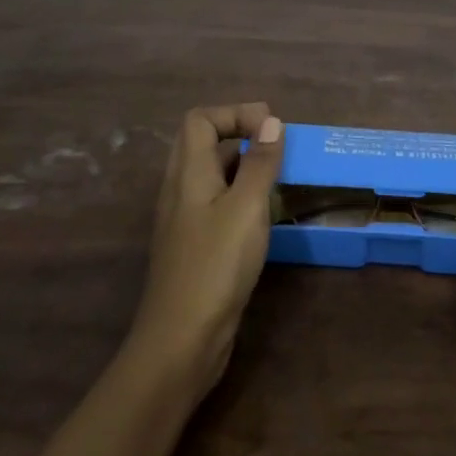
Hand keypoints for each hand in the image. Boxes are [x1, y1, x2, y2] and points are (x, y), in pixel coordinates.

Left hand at [128, 103, 285, 394]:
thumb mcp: (246, 208)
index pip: (200, 119)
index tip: (270, 129)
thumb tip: (271, 122)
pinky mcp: (193, 246)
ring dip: (241, 165)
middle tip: (274, 145)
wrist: (181, 343)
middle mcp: (180, 190)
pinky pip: (214, 202)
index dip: (234, 113)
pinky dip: (238, 194)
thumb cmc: (216, 266)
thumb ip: (260, 163)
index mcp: (188, 174)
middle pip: (201, 142)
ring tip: (275, 176)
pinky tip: (262, 215)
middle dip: (239, 133)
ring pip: (210, 174)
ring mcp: (184, 220)